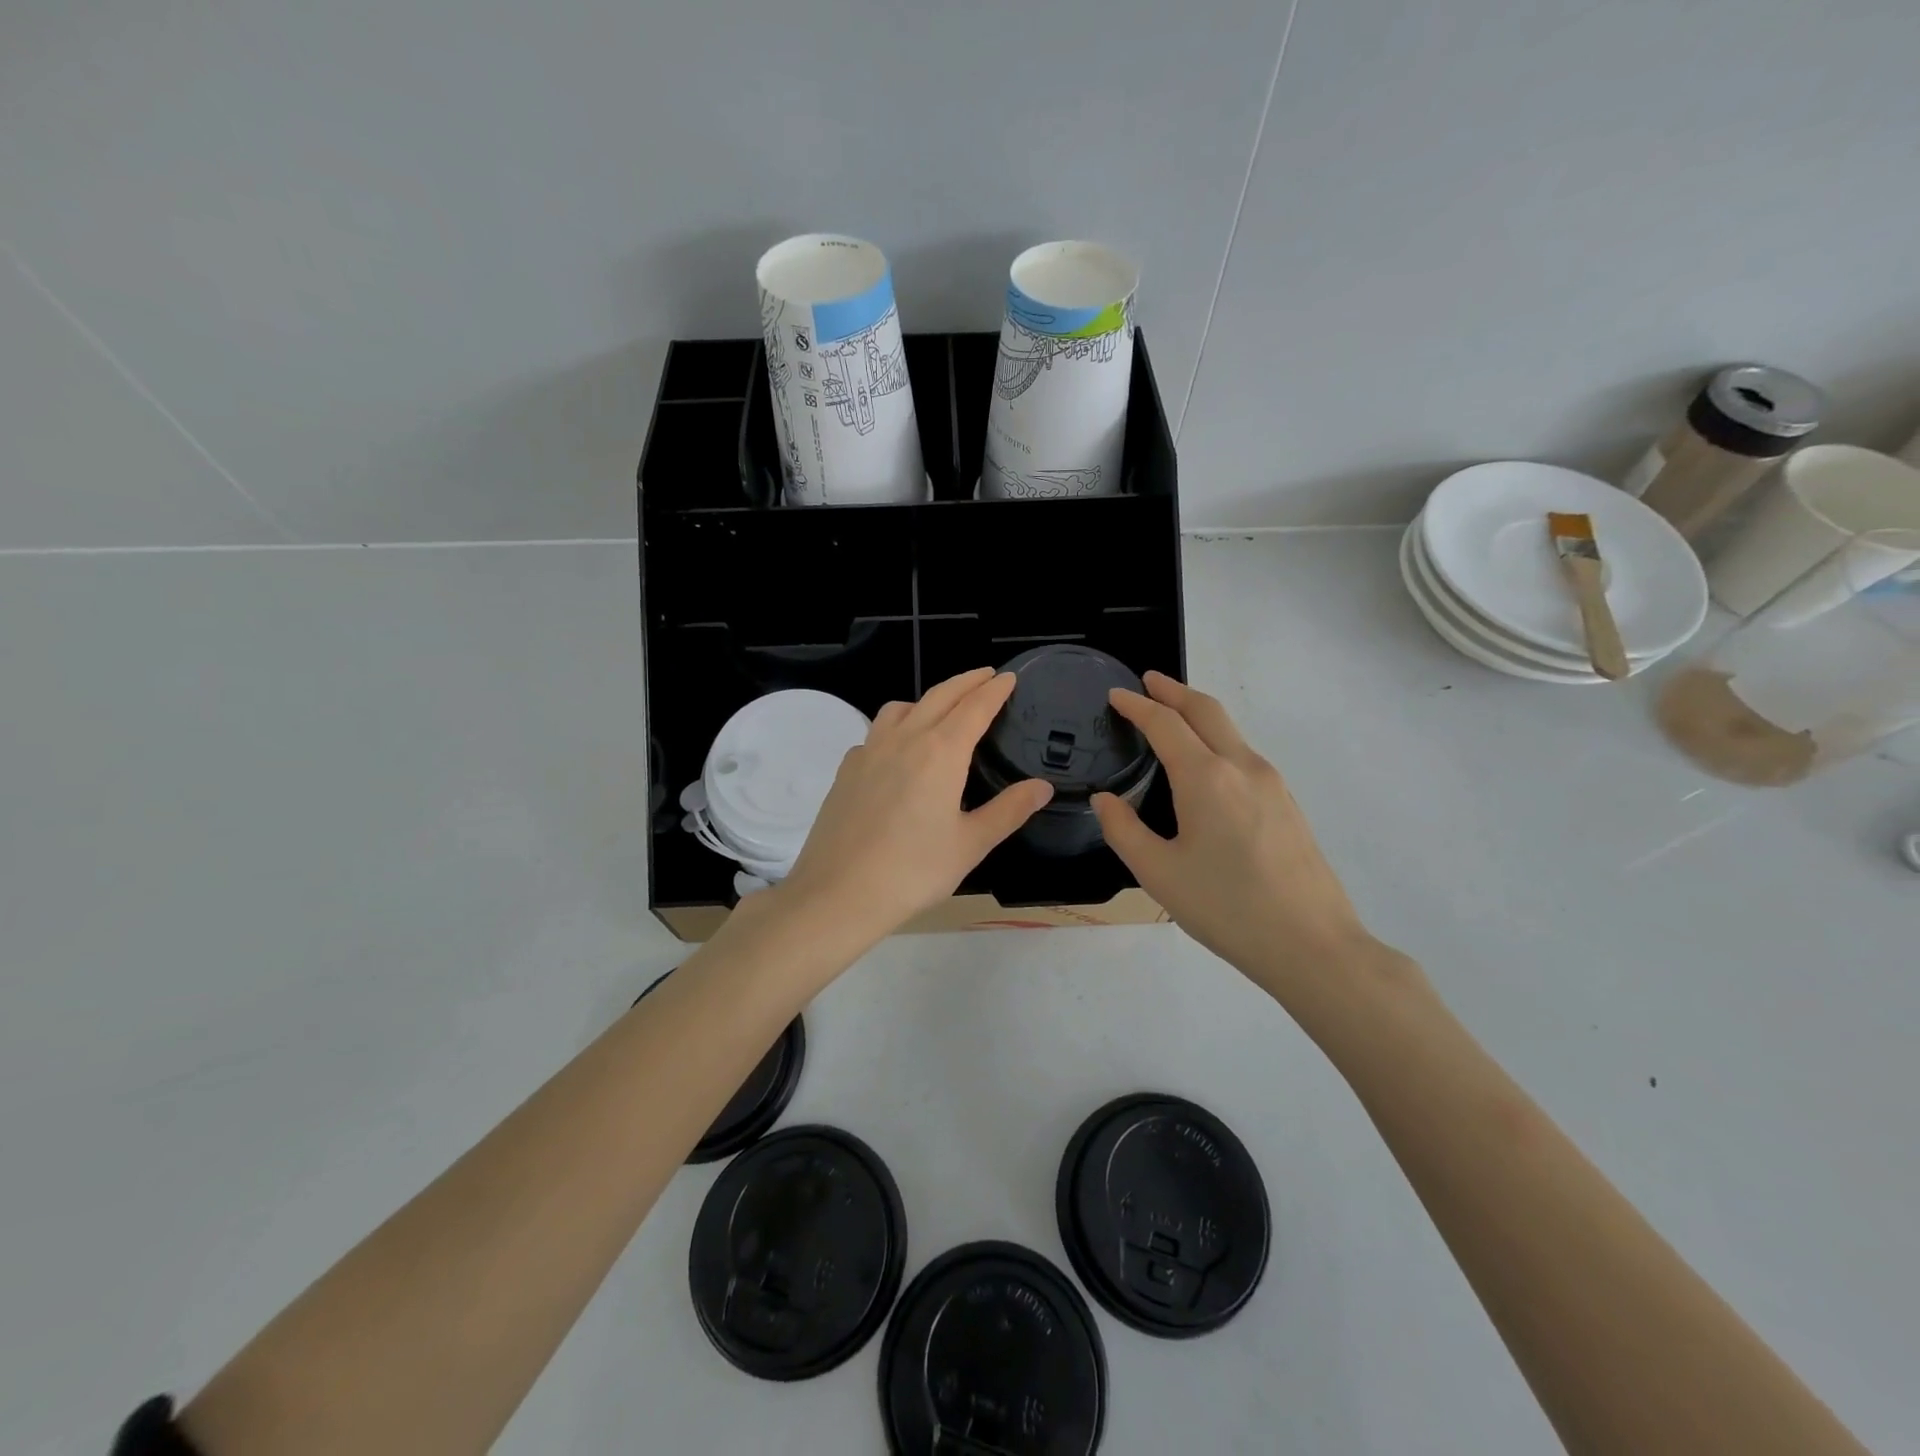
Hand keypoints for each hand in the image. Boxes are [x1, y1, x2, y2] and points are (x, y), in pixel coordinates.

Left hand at [777, 668, 1052, 944]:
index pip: (974, 707)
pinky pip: (876, 732)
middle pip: (939, 696)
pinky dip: (895, 727)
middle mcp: (904, 739)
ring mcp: (869, 751)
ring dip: (927, 699)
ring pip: (901, 708)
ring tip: (942, 709)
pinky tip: (898, 751)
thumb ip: (1009, 810)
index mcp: (941, 752)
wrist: (838, 892)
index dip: (994, 690)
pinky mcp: (847, 769)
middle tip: (985, 676)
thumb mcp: (971, 844)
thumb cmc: (913, 870)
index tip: (1008, 677)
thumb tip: (1042, 787)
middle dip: (966, 682)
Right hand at [1091, 672, 1380, 1003]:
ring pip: (1231, 731)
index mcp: (1206, 778)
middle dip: (1174, 691)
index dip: (1137, 705)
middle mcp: (1243, 767)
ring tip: (1173, 719)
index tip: (1116, 694)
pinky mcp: (1289, 804)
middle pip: (1206, 710)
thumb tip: (1106, 800)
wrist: (1312, 945)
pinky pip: (1245, 756)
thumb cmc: (1226, 908)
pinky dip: (1218, 741)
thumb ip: (1123, 830)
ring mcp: (1273, 784)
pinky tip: (1208, 767)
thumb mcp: (1158, 873)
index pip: (1165, 724)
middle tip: (1148, 682)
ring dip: (1199, 715)